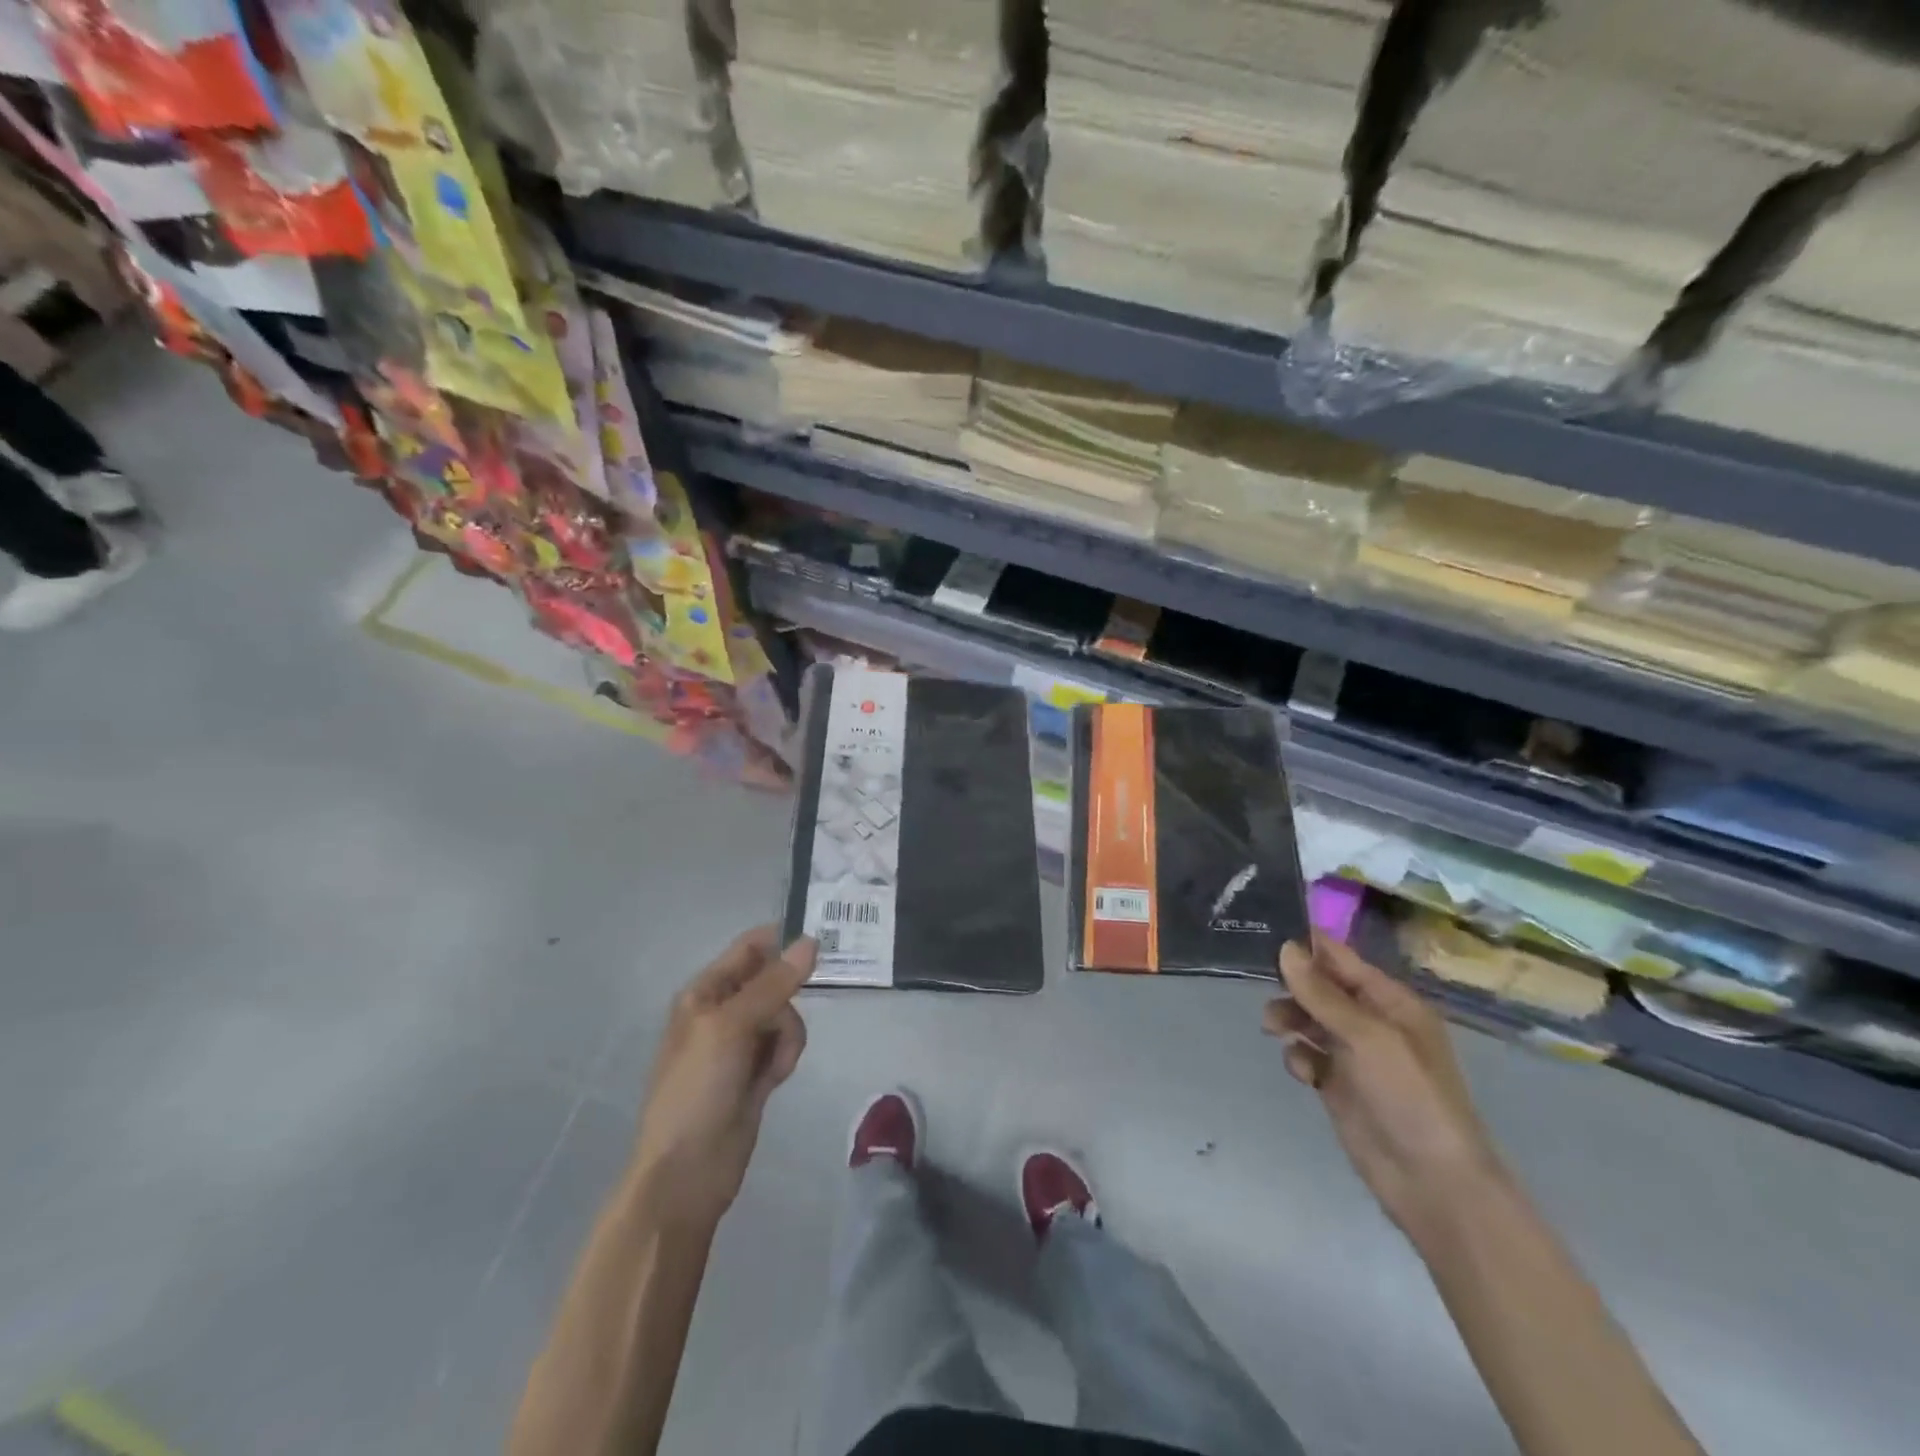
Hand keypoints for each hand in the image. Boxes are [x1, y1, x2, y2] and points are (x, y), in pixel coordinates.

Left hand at [629, 926, 815, 1229]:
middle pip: (775, 981)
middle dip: (786, 1002)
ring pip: (786, 1015)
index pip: (751, 947)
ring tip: (772, 1066)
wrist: (687, 1172)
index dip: (783, 941)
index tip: (821, 945)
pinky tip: (772, 1082)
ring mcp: (740, 1043)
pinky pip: (785, 1045)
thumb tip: (811, 941)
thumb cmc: (698, 1089)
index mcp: (704, 992)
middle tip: (779, 1028)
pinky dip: (784, 1058)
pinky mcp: (756, 1071)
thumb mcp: (731, 1027)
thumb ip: (773, 983)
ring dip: (787, 1036)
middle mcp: (722, 1010)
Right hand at [1265, 937, 1506, 1237]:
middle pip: (1319, 987)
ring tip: (1274, 1029)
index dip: (1305, 945)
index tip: (1263, 933)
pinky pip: (1307, 1055)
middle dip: (1291, 984)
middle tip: (1264, 987)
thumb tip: (1285, 947)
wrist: (1433, 1183)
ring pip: (1308, 1019)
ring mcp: (1354, 1055)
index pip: (1340, 958)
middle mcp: (1371, 1021)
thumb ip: (1322, 993)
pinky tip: (1304, 1072)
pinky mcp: (1338, 1085)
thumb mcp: (1368, 1036)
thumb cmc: (1410, 1096)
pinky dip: (1299, 1057)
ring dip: (1289, 1018)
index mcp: (1390, 1001)